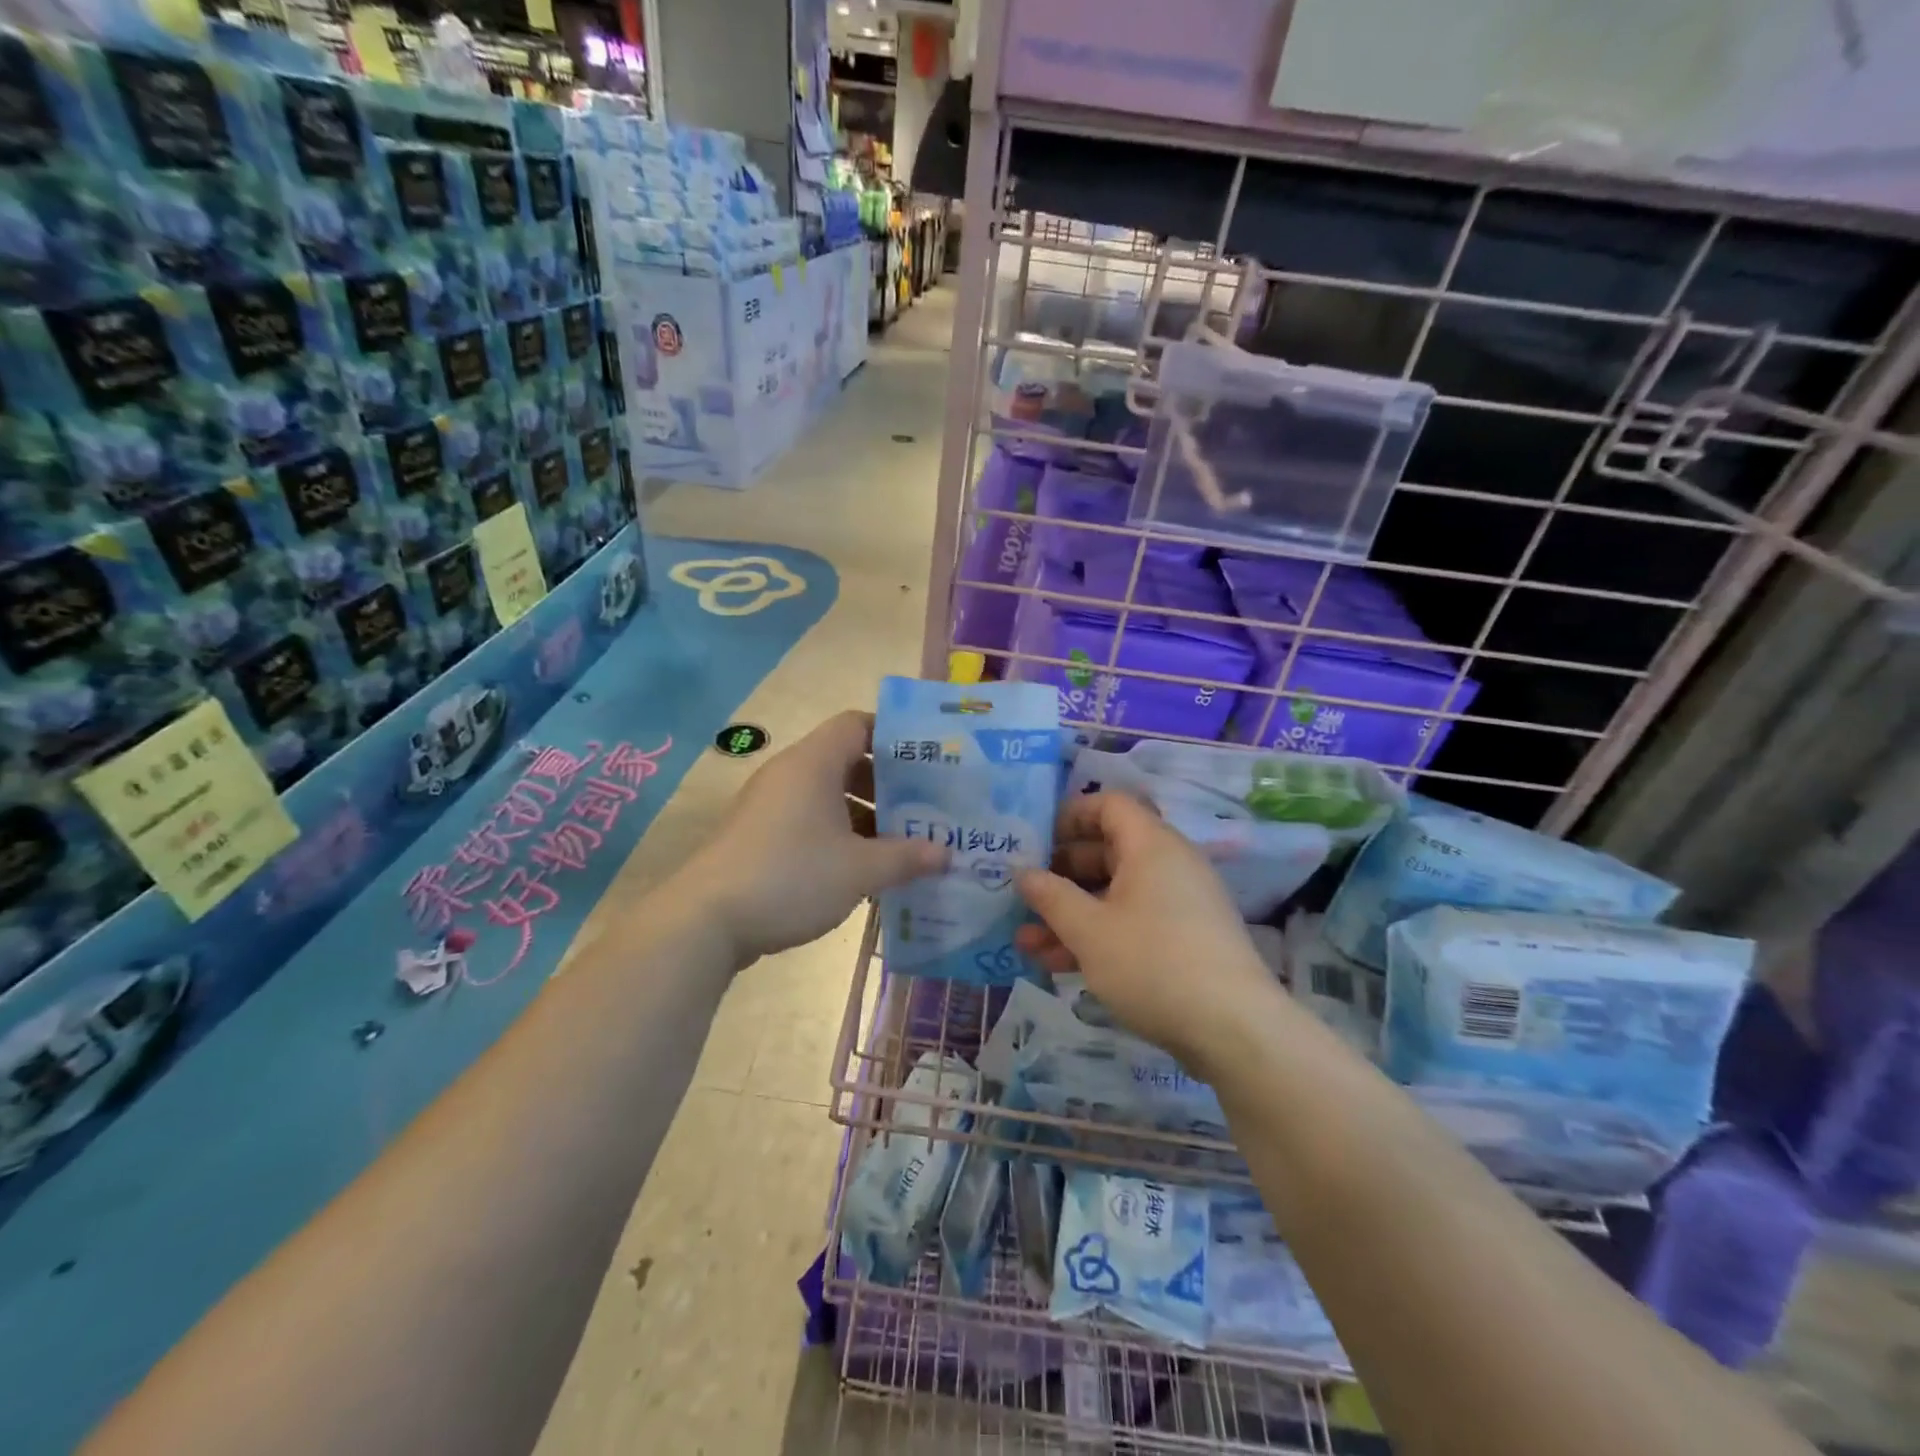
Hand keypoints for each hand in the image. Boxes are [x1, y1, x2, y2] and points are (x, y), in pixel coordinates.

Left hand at [680, 710, 948, 966]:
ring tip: (899, 843)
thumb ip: (907, 858)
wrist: (705, 920)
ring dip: (863, 813)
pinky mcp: (757, 834)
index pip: (857, 724)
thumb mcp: (859, 870)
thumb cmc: (791, 877)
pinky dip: (837, 833)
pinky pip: (807, 819)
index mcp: (814, 763)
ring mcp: (769, 804)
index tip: (926, 762)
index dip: (893, 736)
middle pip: (845, 759)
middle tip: (922, 808)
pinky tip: (859, 867)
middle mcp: (789, 773)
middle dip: (886, 783)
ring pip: (826, 794)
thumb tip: (946, 855)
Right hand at [1015, 792, 1275, 1069]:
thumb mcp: (1089, 930)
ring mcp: (1180, 903)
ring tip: (1028, 942)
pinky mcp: (1185, 939)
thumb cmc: (1153, 963)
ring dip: (1072, 913)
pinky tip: (1061, 965)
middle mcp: (1169, 864)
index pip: (1109, 805)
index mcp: (1151, 845)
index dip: (1070, 815)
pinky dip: (1099, 934)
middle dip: (1061, 875)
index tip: (1036, 841)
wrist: (1234, 1030)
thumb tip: (1022, 871)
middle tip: (1025, 895)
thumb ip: (1051, 896)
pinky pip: (1133, 921)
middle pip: (1108, 851)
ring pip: (1115, 893)